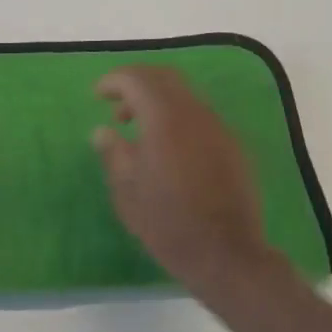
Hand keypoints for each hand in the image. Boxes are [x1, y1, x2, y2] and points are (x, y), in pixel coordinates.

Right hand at [92, 67, 283, 303]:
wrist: (226, 254)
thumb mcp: (126, 191)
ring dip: (159, 101)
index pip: (137, 78)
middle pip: (164, 78)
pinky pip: (200, 117)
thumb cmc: (167, 222)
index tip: (98, 95)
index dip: (114, 81)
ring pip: (185, 95)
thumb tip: (103, 131)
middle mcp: (195, 113)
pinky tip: (169, 149)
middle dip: (137, 84)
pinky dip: (178, 118)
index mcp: (165, 118)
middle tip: (117, 108)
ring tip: (140, 132)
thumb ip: (113, 153)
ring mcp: (218, 128)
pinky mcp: (233, 146)